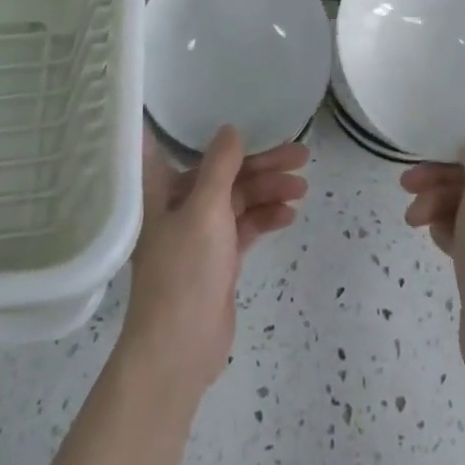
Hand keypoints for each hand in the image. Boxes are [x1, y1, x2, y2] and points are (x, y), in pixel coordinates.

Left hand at [119, 127, 308, 391]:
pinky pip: (245, 227)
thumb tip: (231, 129)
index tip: (241, 114)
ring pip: (238, 199)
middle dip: (261, 164)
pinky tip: (289, 214)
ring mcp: (200, 234)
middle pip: (224, 173)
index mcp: (162, 189)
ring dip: (268, 190)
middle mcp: (179, 206)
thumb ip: (220, 166)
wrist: (179, 351)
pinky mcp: (218, 260)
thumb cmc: (184, 271)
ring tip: (302, 186)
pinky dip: (265, 218)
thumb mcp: (205, 209)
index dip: (206, 130)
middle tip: (300, 154)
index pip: (181, 146)